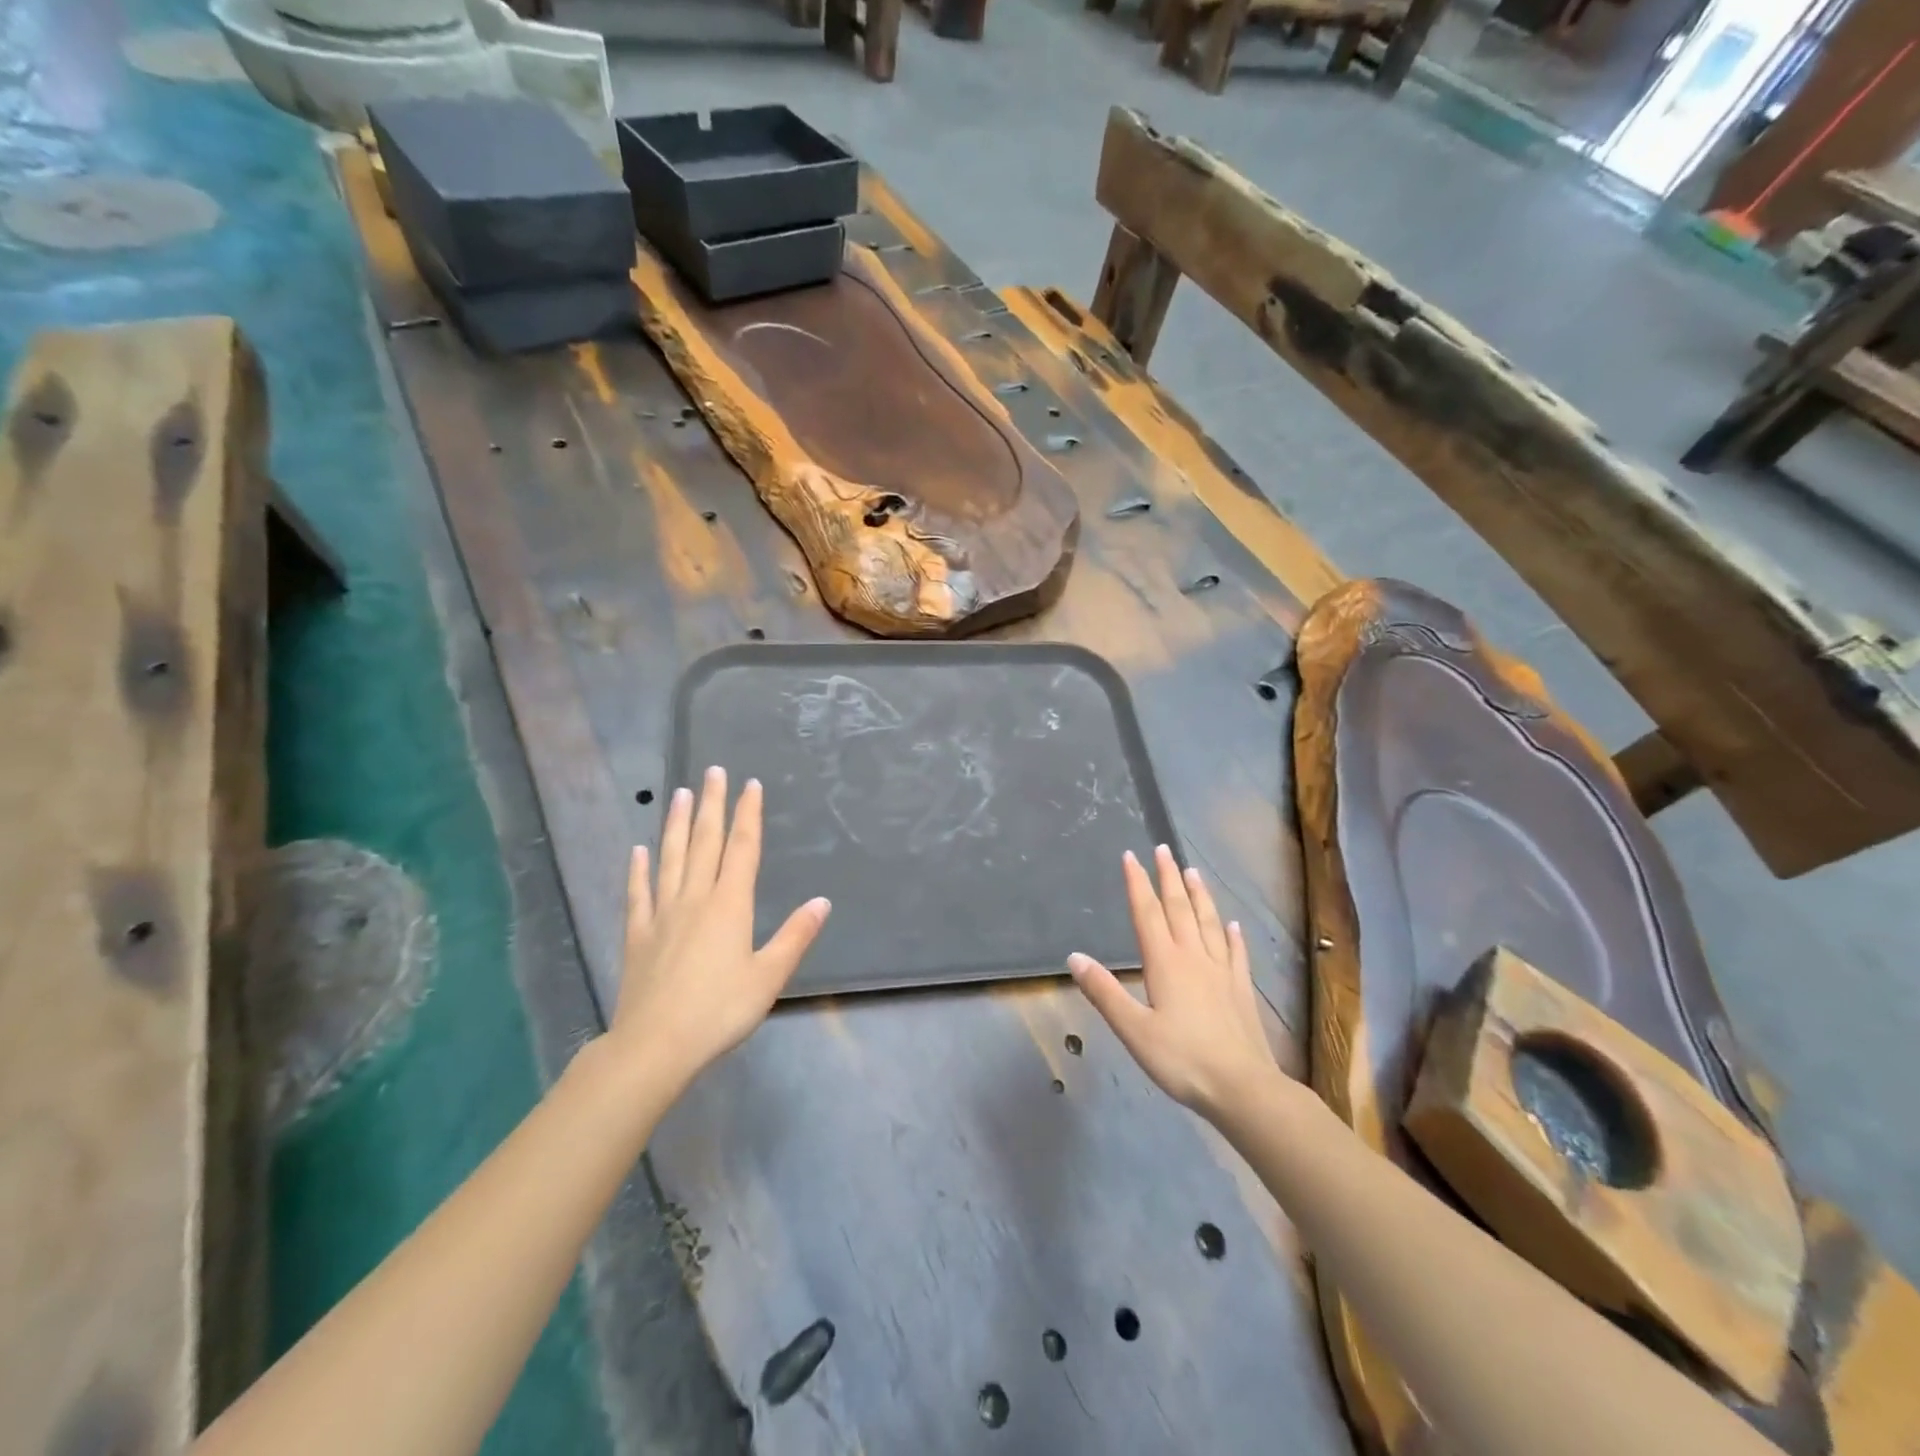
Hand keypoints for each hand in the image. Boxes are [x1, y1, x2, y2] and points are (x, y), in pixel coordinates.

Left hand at [607, 767, 830, 1096]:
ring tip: (678, 795)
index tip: (750, 785)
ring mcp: (662, 915)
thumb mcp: (769, 976)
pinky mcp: (638, 936)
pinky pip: (638, 894)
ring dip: (676, 825)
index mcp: (730, 905)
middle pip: (705, 842)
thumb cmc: (720, 1010)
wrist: (655, 1045)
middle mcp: (695, 899)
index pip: (742, 849)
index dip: (748, 815)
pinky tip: (638, 852)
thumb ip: (795, 936)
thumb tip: (822, 902)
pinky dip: (638, 871)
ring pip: (671, 859)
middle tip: (712, 772)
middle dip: (712, 805)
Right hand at [1069, 846, 1282, 1119]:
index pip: (1147, 913)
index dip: (1138, 884)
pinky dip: (1233, 935)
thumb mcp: (1133, 1030)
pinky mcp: (1241, 989)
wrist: (1242, 1087)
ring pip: (1209, 923)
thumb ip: (1104, 992)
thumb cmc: (1181, 1059)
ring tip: (1193, 871)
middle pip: (1179, 909)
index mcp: (1165, 963)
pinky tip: (1233, 925)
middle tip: (1163, 849)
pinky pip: (1237, 953)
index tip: (1131, 856)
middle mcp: (1194, 957)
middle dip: (1168, 877)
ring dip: (1199, 895)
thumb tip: (1074, 957)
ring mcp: (1222, 971)